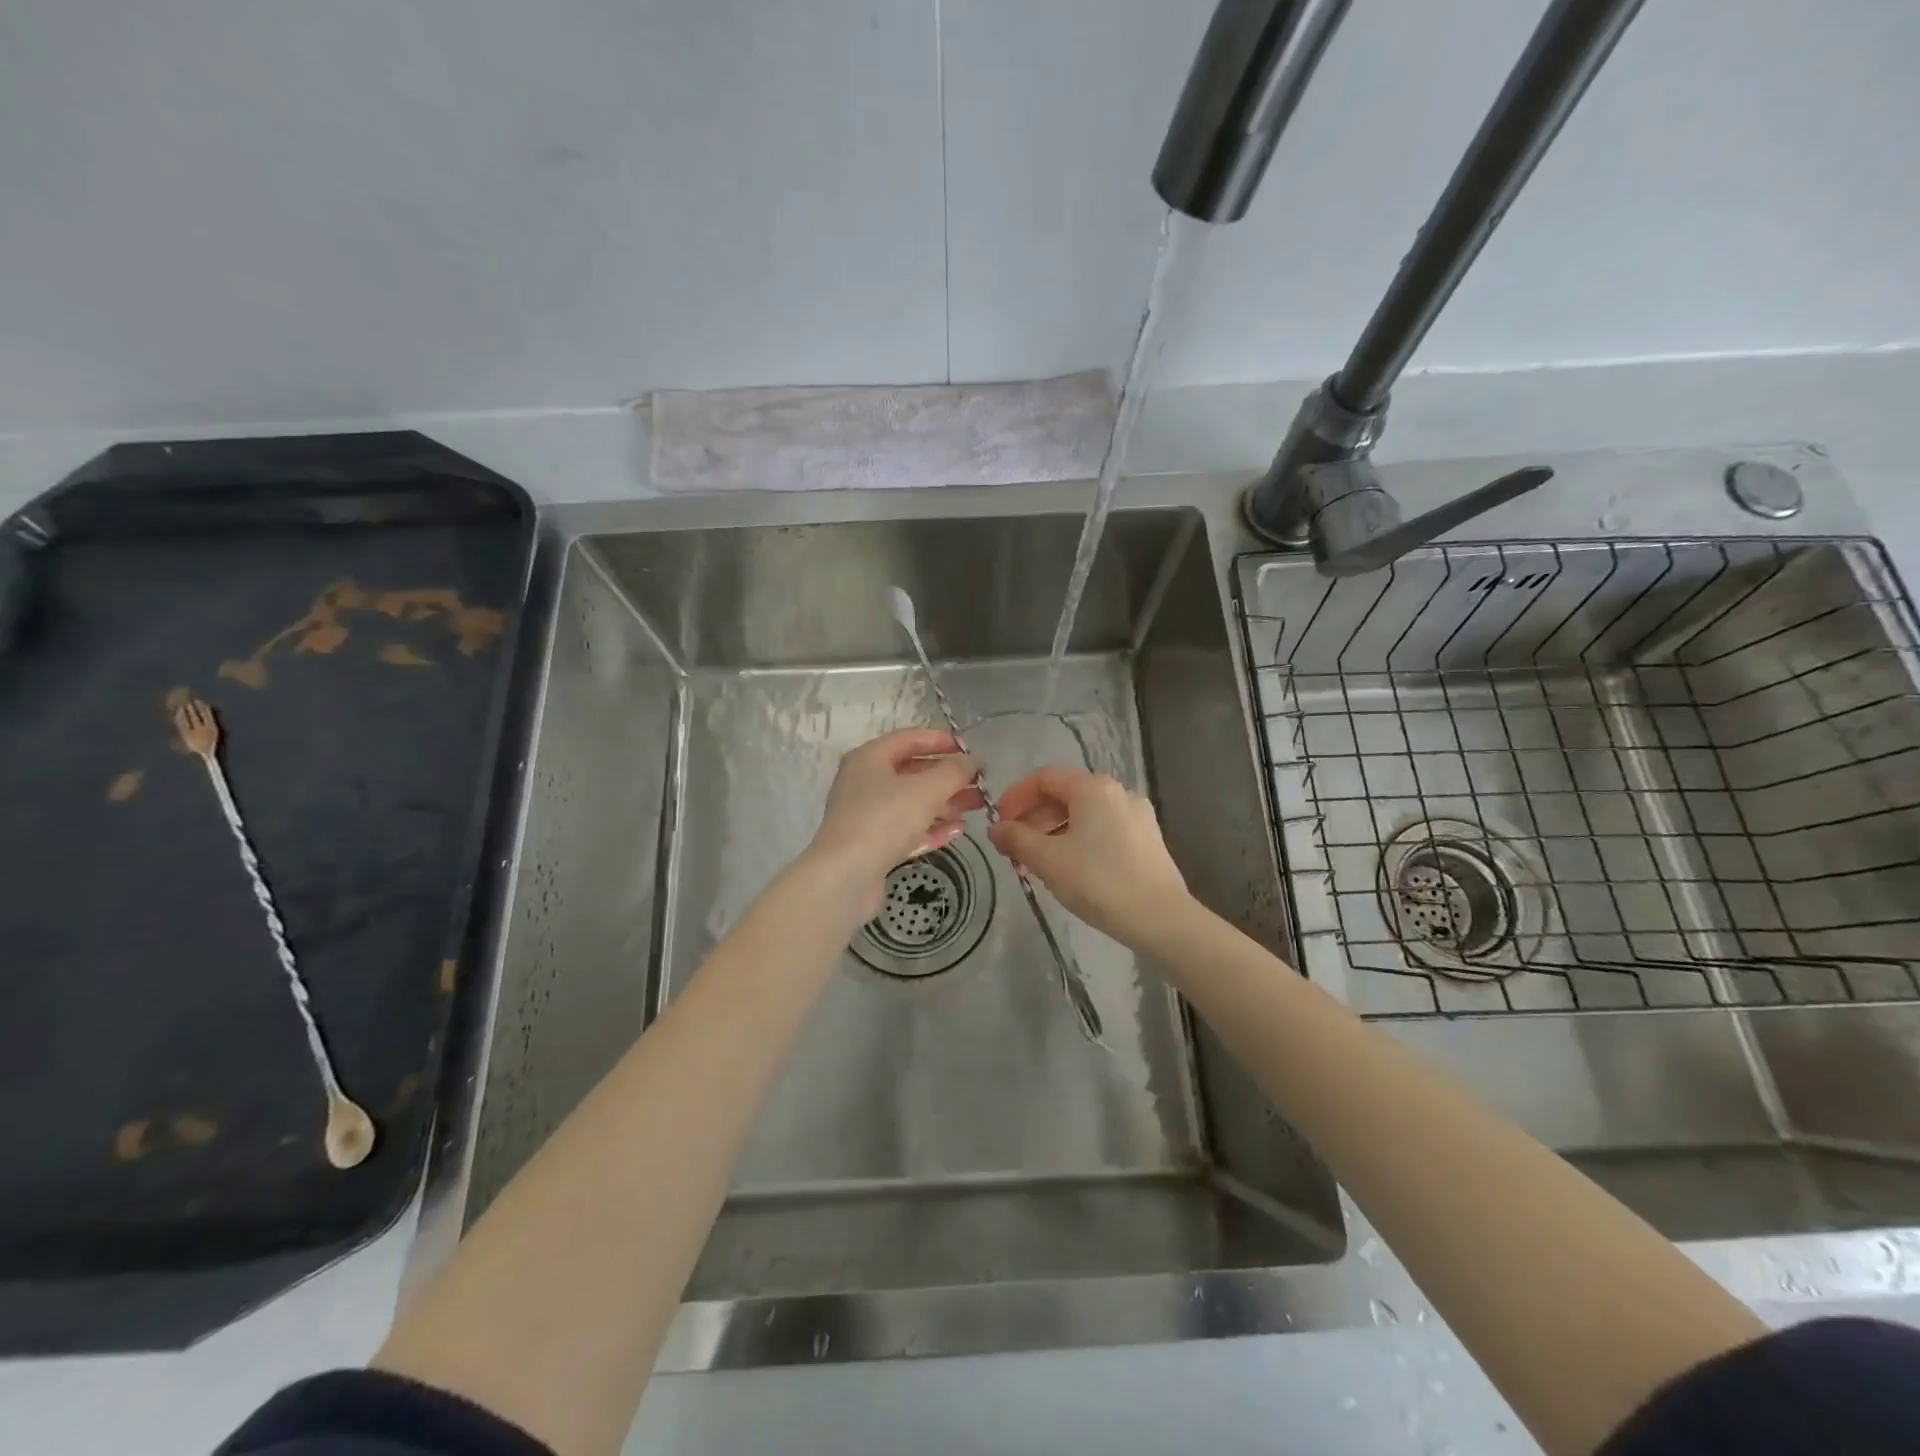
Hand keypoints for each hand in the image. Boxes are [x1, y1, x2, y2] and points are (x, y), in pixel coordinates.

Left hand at [805, 728, 984, 917]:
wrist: (845, 877)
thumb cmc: (884, 820)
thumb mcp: (926, 789)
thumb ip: (953, 771)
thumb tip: (970, 761)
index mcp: (870, 759)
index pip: (909, 739)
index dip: (941, 740)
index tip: (970, 749)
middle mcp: (865, 782)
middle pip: (913, 772)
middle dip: (948, 777)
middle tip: (980, 783)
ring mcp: (868, 815)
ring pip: (913, 802)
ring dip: (945, 802)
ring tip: (977, 806)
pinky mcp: (873, 845)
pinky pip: (908, 829)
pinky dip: (932, 827)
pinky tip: (957, 831)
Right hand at [988, 766, 1190, 947]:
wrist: (1161, 919)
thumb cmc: (1099, 882)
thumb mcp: (1047, 860)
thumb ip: (1016, 839)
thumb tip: (995, 829)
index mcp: (1093, 788)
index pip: (1044, 778)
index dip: (1015, 798)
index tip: (999, 825)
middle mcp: (1118, 792)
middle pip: (1064, 795)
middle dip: (1033, 818)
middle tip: (1014, 849)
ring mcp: (1136, 815)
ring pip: (1083, 814)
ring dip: (1053, 832)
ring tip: (1037, 864)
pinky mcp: (1147, 839)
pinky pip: (1102, 829)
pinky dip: (1078, 840)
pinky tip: (1069, 870)